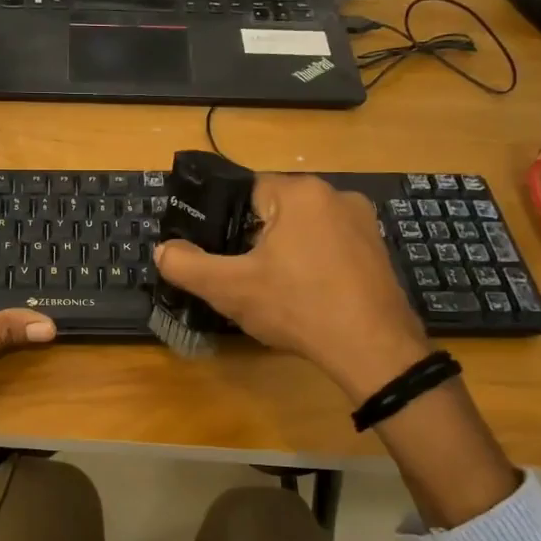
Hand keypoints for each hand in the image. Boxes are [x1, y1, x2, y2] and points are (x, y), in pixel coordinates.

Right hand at [154, 172, 429, 401]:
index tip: (222, 255)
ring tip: (275, 291)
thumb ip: (187, 266)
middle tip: (244, 278)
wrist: (373, 349)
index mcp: (300, 192)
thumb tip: (162, 250)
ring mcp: (363, 222)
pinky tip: (307, 297)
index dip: (226, 223)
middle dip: (255, 240)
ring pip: (303, 230)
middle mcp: (336, 194)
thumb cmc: (298, 307)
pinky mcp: (378, 250)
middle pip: (275, 210)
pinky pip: (329, 247)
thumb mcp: (230, 288)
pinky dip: (313, 265)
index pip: (245, 191)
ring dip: (284, 253)